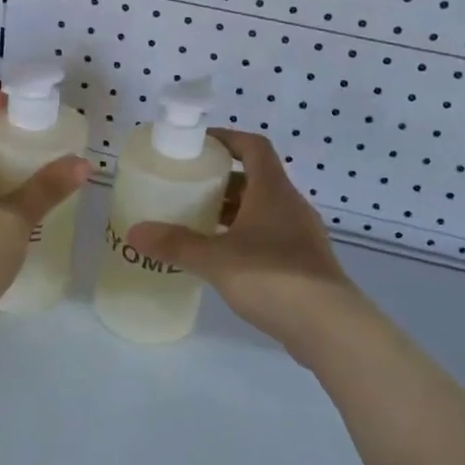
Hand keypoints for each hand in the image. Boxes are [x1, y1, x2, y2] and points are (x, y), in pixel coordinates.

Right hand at [126, 129, 358, 358]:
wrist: (329, 326)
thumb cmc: (272, 277)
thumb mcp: (215, 260)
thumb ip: (176, 244)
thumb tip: (134, 232)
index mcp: (273, 190)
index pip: (253, 147)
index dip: (228, 139)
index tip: (199, 145)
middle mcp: (290, 205)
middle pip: (255, 179)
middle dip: (222, 182)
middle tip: (189, 190)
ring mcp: (301, 235)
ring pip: (263, 210)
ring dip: (233, 213)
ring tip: (199, 225)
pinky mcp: (304, 263)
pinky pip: (270, 236)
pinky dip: (246, 238)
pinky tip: (224, 260)